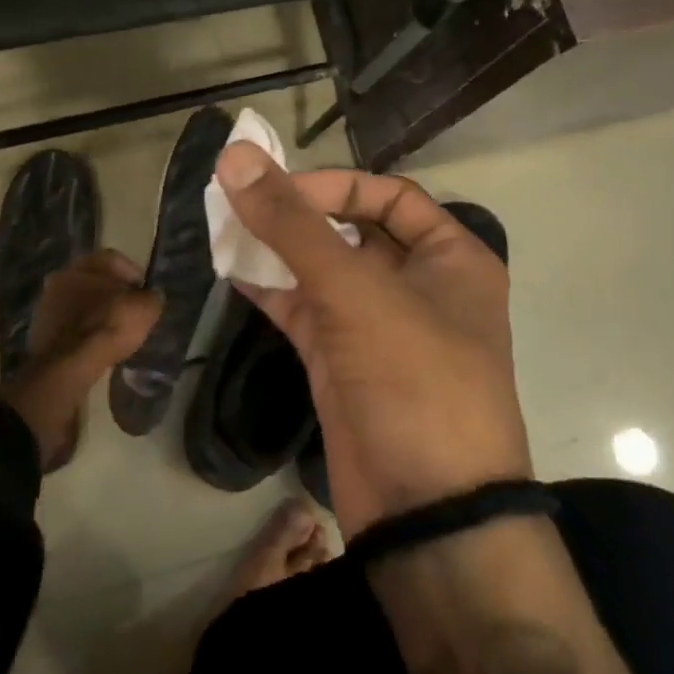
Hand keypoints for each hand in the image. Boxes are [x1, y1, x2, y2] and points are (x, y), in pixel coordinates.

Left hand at [30, 250, 159, 370]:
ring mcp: (47, 301)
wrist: (66, 364)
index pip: (116, 260)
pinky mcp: (38, 327)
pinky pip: (67, 322)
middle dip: (110, 293)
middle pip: (94, 279)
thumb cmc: (109, 326)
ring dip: (93, 311)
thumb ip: (151, 298)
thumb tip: (151, 297)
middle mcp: (64, 274)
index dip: (133, 276)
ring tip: (109, 331)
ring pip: (78, 300)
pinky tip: (91, 343)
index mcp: (88, 263)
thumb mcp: (145, 310)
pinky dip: (79, 329)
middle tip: (126, 311)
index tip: (144, 295)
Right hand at [214, 144, 529, 538]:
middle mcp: (418, 285)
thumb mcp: (355, 292)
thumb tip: (235, 155)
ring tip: (222, 227)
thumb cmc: (415, 381)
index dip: (332, 186)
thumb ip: (291, 223)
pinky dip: (270, 289)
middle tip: (238, 200)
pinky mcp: (344, 362)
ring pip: (321, 270)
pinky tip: (230, 270)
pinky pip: (303, 309)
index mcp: (451, 258)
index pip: (388, 195)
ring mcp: (378, 326)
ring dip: (276, 249)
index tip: (276, 188)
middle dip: (296, 214)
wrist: (428, 518)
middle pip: (351, 229)